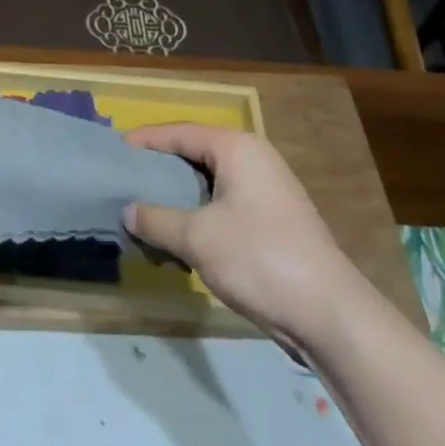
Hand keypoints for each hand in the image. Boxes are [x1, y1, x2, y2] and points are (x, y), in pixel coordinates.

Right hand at [122, 124, 350, 343]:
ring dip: (178, 196)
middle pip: (195, 154)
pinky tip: (178, 237)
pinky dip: (198, 215)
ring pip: (209, 183)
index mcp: (237, 148)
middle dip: (160, 169)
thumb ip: (157, 219)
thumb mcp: (197, 237)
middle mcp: (254, 159)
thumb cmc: (259, 258)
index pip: (180, 132)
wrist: (329, 313)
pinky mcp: (273, 220)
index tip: (115, 149)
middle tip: (126, 179)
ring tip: (145, 209)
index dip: (146, 140)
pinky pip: (224, 205)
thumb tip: (128, 211)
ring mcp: (267, 190)